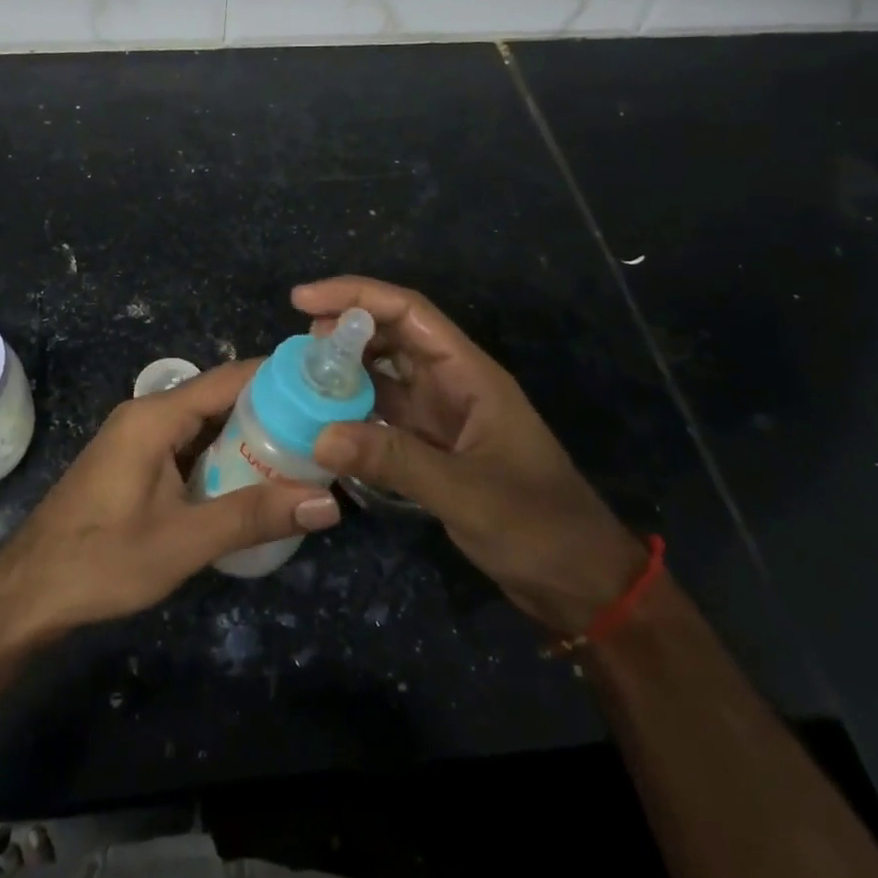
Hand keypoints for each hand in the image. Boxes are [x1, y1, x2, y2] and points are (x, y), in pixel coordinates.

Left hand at [0, 360, 341, 643]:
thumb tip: (328, 504)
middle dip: (269, 409)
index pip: (228, 378)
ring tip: (301, 450)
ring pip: (204, 423)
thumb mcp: (185, 541)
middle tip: (323, 427)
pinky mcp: (134, 461)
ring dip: (246, 435)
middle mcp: (148, 414)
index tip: (324, 385)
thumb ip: (254, 516)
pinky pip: (188, 444)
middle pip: (218, 398)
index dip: (277, 377)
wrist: (29, 591)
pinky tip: (251, 478)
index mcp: (156, 416)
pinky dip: (221, 455)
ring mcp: (138, 438)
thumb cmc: (104, 559)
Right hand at [296, 276, 645, 633]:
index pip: (408, 312)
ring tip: (301, 378)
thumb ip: (394, 461)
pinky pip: (385, 414)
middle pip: (392, 335)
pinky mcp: (434, 446)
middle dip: (344, 330)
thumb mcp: (465, 492)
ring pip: (385, 374)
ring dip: (345, 370)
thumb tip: (319, 436)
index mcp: (470, 373)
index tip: (304, 301)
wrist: (580, 581)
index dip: (356, 296)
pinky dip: (354, 411)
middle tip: (298, 347)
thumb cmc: (537, 526)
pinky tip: (324, 420)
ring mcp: (442, 415)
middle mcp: (453, 383)